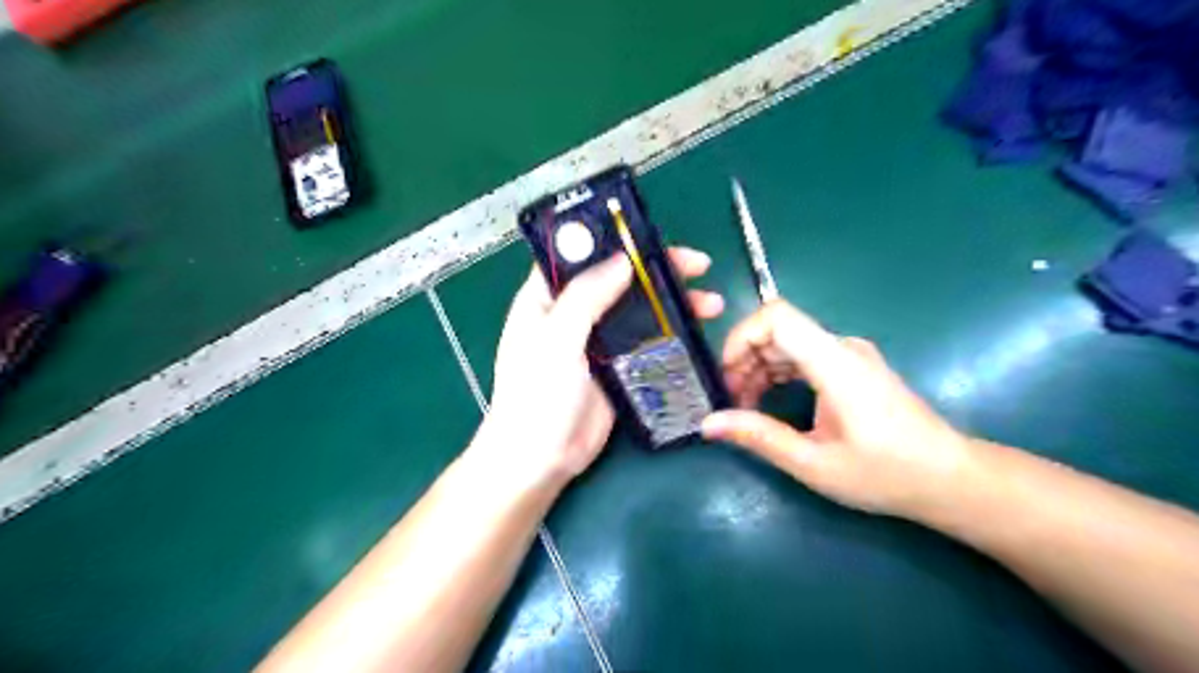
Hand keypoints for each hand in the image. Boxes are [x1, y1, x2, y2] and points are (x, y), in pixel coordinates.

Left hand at [480, 245, 723, 482]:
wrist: (540, 460)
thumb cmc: (537, 396)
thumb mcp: (556, 339)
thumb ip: (586, 296)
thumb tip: (622, 260)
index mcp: (546, 298)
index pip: (581, 255)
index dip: (615, 241)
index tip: (652, 238)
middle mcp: (571, 314)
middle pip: (617, 279)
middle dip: (656, 270)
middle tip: (697, 267)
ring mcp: (596, 341)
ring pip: (637, 309)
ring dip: (670, 302)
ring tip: (709, 302)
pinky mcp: (616, 367)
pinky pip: (645, 340)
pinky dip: (668, 332)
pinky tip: (695, 330)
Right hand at [705, 301, 971, 520]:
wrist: (949, 479)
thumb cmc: (885, 473)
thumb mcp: (813, 463)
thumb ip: (758, 437)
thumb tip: (708, 423)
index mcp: (835, 362)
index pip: (776, 316)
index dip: (741, 336)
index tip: (726, 375)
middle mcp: (841, 347)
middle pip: (777, 328)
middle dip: (744, 359)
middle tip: (729, 401)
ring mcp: (849, 355)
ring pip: (787, 342)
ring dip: (758, 368)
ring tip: (745, 407)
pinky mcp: (852, 366)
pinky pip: (803, 355)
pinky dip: (778, 373)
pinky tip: (768, 402)